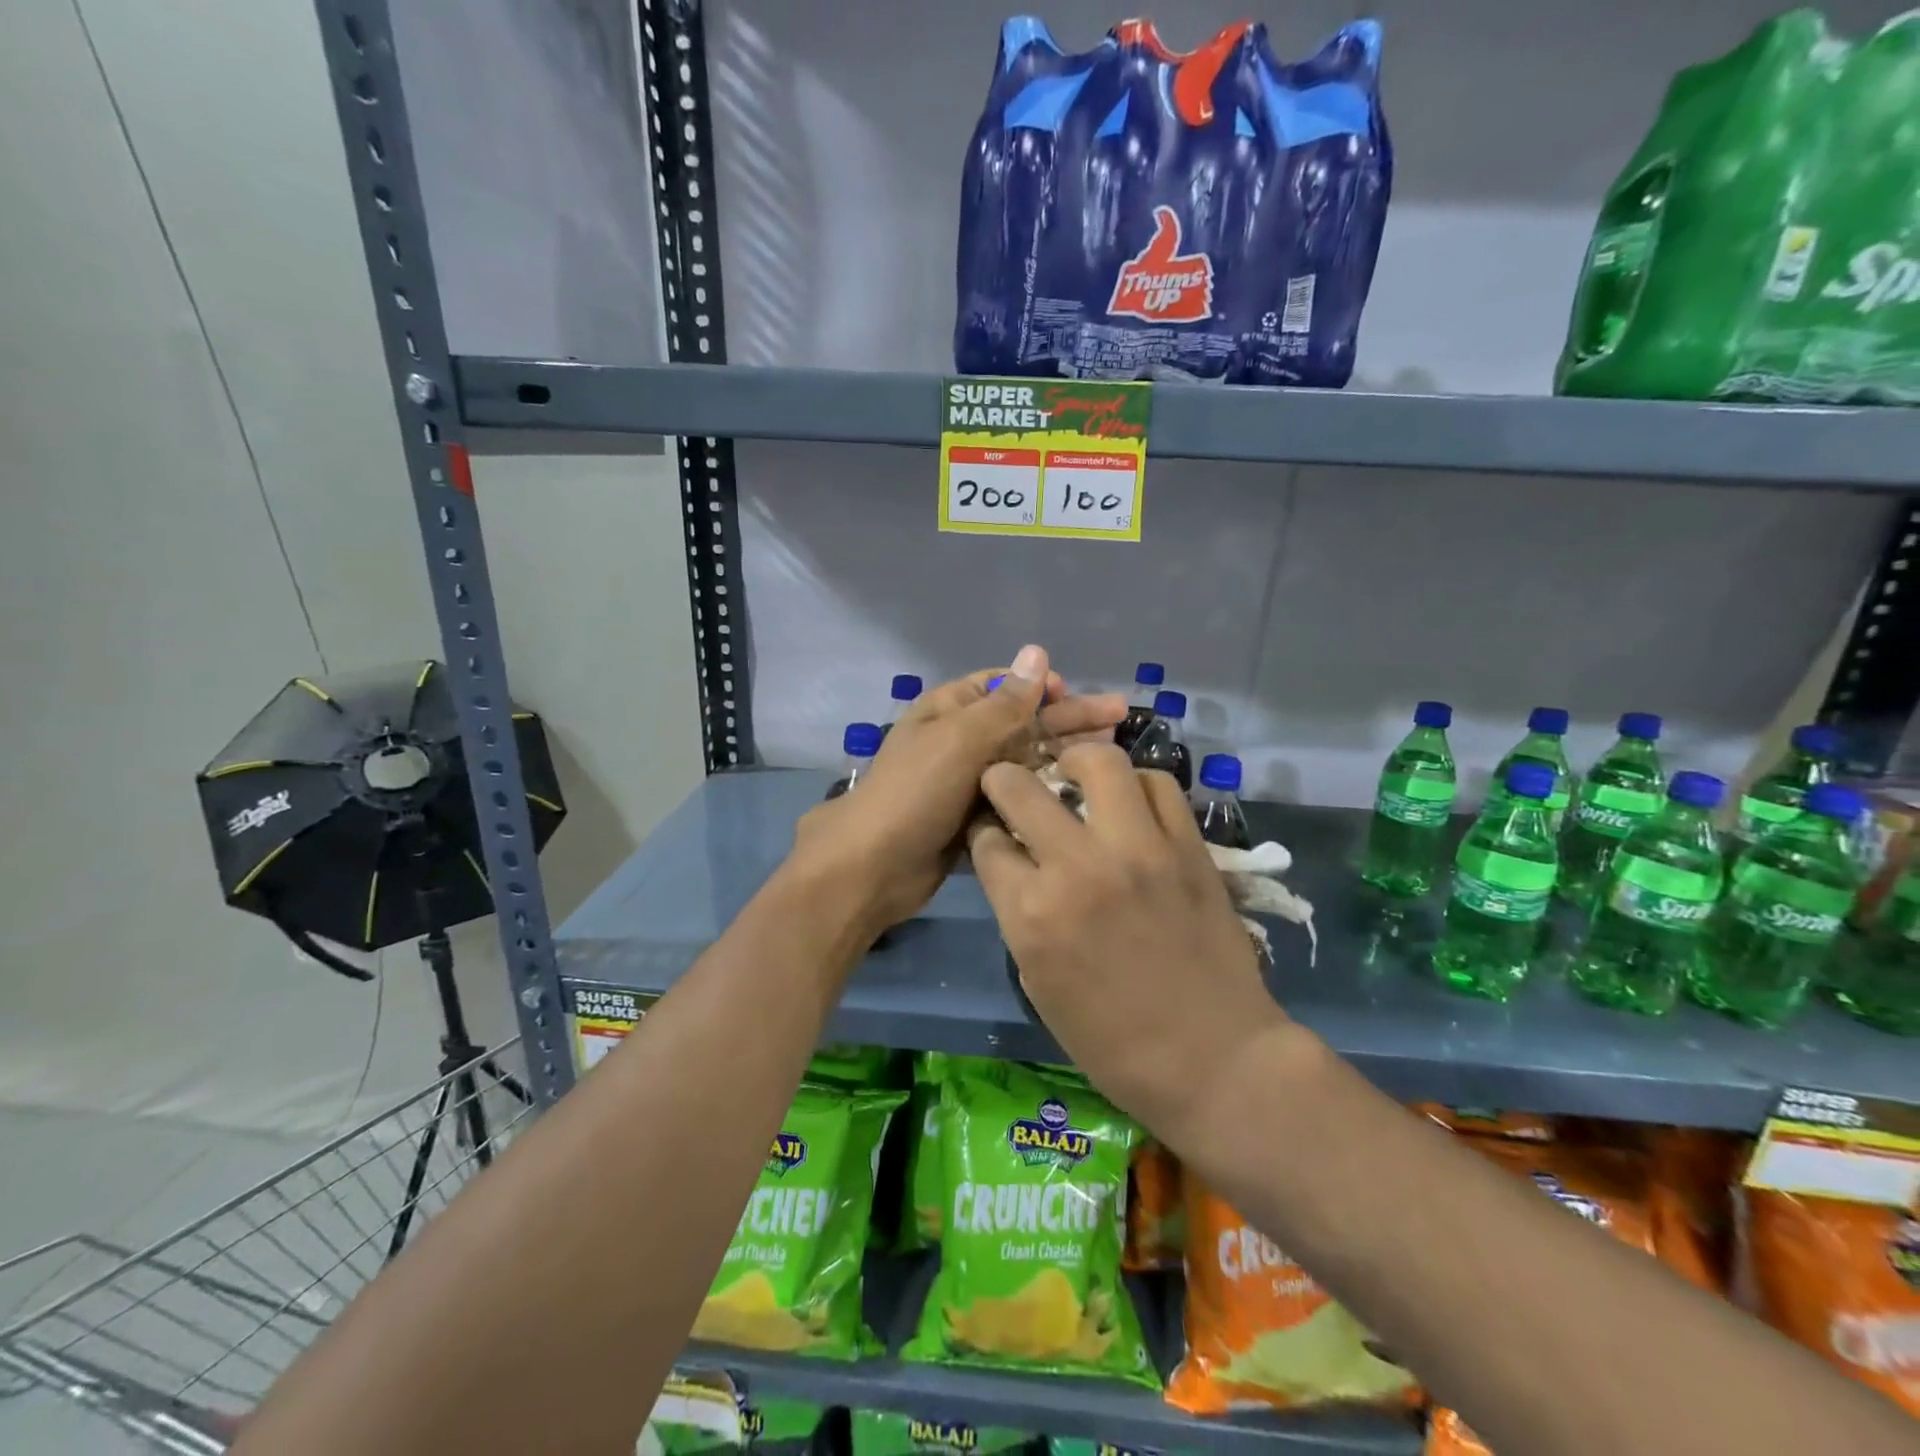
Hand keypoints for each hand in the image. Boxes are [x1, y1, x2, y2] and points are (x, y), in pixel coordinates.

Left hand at [790, 645, 1124, 941]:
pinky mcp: (976, 815)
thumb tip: (1037, 652)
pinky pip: (1018, 794)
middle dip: (1068, 718)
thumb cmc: (915, 793)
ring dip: (1062, 754)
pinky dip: (1045, 790)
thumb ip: (1005, 703)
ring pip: (1024, 759)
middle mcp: (960, 739)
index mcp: (949, 709)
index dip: (1043, 687)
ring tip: (1110, 755)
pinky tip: (1081, 795)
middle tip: (1119, 718)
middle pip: (1023, 721)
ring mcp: (967, 779)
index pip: (1004, 685)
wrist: (874, 867)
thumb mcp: (960, 740)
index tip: (1079, 694)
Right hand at [968, 742, 1290, 1150]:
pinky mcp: (1188, 847)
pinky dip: (1137, 785)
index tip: (991, 831)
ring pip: (1099, 762)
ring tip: (1076, 775)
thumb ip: (1018, 910)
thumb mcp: (1037, 979)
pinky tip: (1130, 802)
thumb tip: (1015, 861)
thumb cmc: (1111, 1040)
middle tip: (1014, 786)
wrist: (1212, 1058)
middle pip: (1020, 786)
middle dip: (1003, 779)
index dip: (982, 832)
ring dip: (1076, 762)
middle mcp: (1078, 867)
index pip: (986, 841)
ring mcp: (1139, 850)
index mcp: (1031, 912)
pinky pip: (1159, 786)